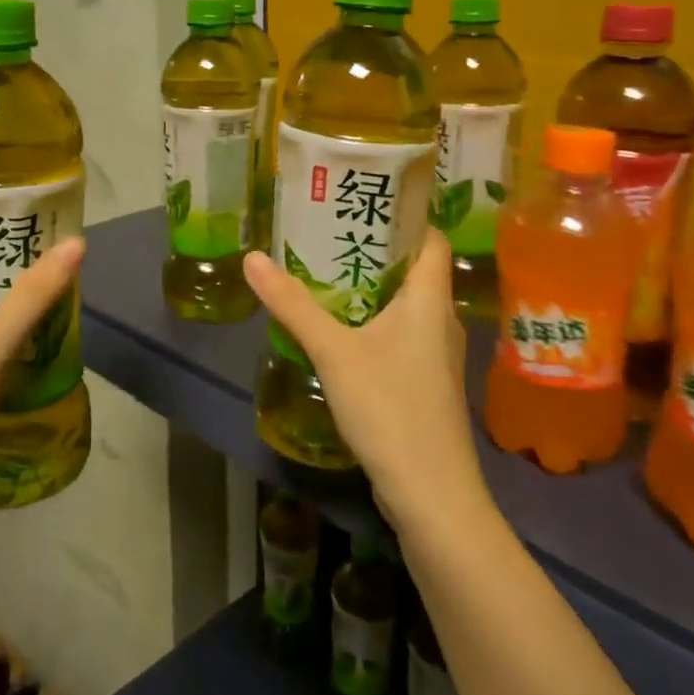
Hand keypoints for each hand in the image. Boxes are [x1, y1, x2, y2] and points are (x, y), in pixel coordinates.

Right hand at [244, 229, 484, 532]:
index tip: (364, 199)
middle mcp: (439, 319)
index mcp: (428, 299)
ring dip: (373, 285)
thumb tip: (254, 257)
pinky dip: (374, 319)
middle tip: (329, 230)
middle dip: (376, 247)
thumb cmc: (391, 410)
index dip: (405, 214)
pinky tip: (342, 328)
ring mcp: (435, 354)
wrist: (432, 495)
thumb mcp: (334, 352)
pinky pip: (401, 333)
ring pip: (406, 303)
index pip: (430, 237)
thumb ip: (293, 305)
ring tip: (327, 271)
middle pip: (415, 267)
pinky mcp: (425, 382)